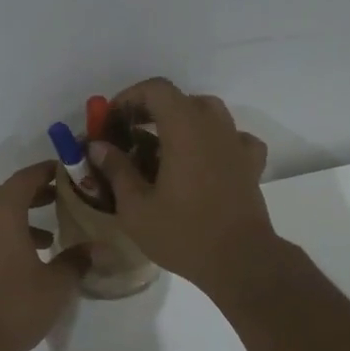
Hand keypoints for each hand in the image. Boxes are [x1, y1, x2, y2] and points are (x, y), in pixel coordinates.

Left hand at [0, 162, 87, 350]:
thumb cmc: (13, 306)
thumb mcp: (56, 285)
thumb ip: (77, 261)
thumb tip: (96, 248)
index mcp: (2, 212)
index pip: (26, 178)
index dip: (48, 171)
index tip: (69, 172)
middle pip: (10, 194)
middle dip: (38, 194)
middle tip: (66, 198)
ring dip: (23, 218)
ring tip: (52, 235)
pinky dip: (9, 235)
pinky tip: (30, 259)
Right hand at [89, 79, 276, 295]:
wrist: (240, 261)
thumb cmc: (183, 233)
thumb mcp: (136, 207)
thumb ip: (116, 169)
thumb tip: (99, 147)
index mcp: (185, 129)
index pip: (156, 89)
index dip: (129, 97)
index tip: (112, 122)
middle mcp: (214, 127)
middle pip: (181, 99)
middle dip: (152, 111)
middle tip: (131, 137)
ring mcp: (237, 144)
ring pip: (209, 114)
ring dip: (182, 123)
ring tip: (163, 150)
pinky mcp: (251, 165)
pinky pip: (232, 138)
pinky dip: (215, 141)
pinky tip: (204, 161)